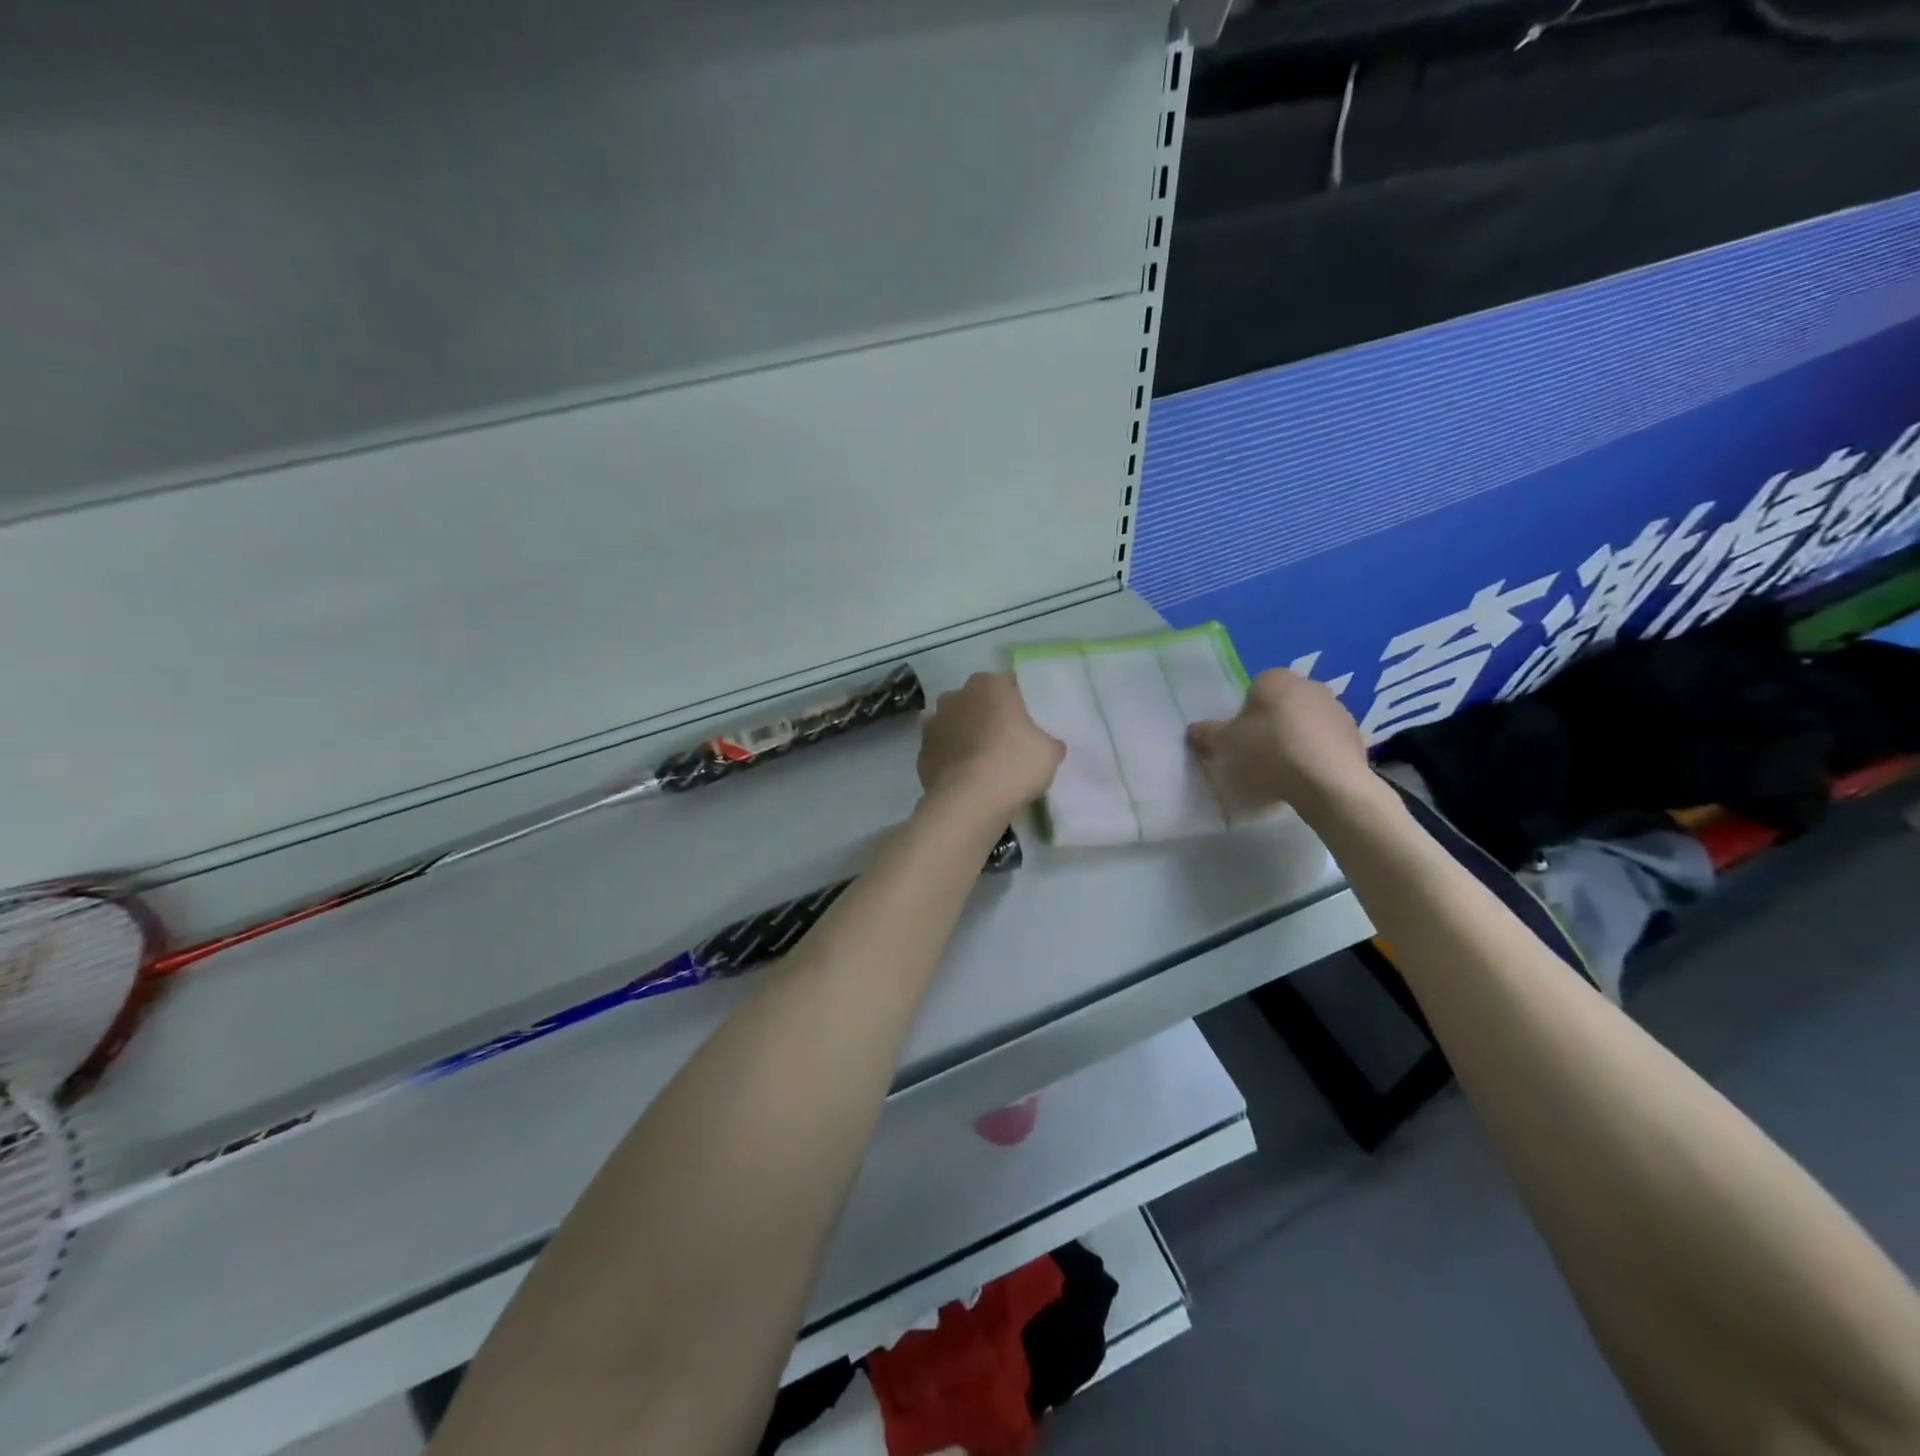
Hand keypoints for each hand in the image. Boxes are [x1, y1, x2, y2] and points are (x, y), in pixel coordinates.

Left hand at [916, 672, 1064, 817]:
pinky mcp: (920, 753)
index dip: (1016, 702)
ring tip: (979, 760)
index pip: (1006, 684)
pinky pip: (939, 750)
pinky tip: (961, 776)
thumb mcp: (1049, 752)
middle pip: (974, 701)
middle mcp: (957, 696)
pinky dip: (947, 758)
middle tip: (1002, 740)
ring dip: (961, 734)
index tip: (1024, 722)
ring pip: (951, 723)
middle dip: (984, 715)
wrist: (970, 800)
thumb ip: (1047, 742)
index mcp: (989, 685)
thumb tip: (1048, 745)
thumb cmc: (1015, 764)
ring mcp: (933, 723)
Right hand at [1188, 669, 1373, 815]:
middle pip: (1280, 706)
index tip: (1239, 742)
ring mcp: (1337, 711)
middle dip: (1269, 727)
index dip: (1242, 718)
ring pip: (1304, 725)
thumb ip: (1207, 734)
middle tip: (1257, 757)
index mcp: (1275, 679)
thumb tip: (1193, 730)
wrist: (1327, 782)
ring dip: (1294, 742)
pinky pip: (1325, 745)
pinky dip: (1315, 757)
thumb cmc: (1268, 753)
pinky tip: (1305, 779)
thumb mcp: (1224, 745)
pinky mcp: (1356, 737)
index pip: (1252, 692)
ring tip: (1282, 773)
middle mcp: (1309, 685)